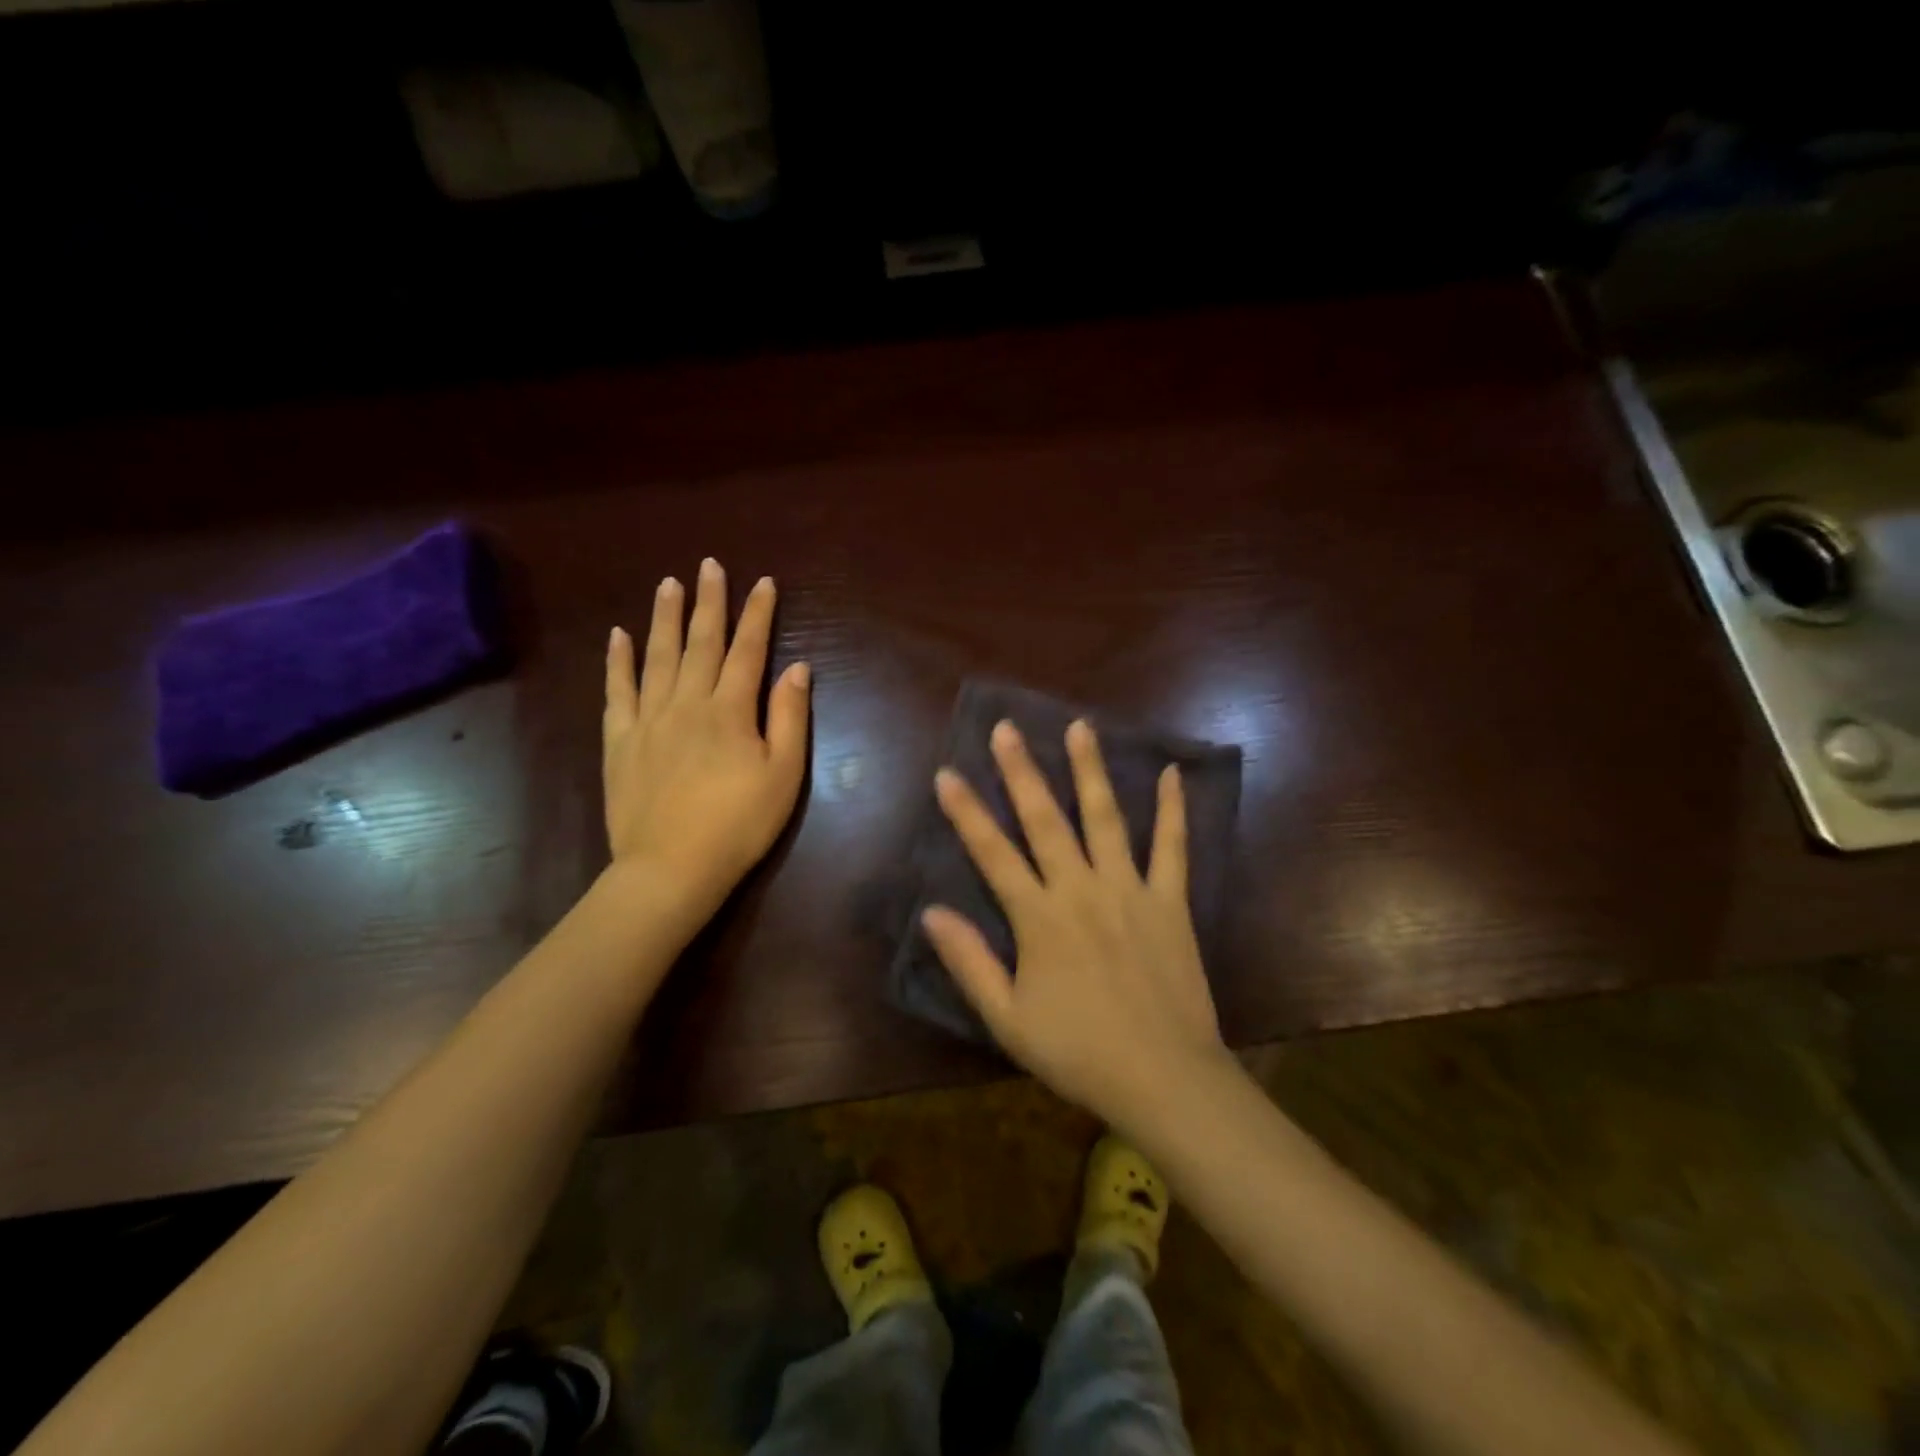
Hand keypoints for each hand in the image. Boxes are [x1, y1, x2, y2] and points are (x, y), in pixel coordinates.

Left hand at [602, 558, 809, 939]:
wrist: (671, 868)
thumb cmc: (738, 824)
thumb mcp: (783, 775)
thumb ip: (789, 717)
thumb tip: (797, 667)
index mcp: (730, 710)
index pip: (748, 650)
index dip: (758, 614)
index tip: (764, 583)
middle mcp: (687, 702)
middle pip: (701, 643)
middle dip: (709, 602)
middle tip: (710, 565)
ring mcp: (648, 719)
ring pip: (657, 656)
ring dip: (665, 617)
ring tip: (669, 583)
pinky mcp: (620, 741)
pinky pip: (617, 691)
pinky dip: (618, 661)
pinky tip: (619, 636)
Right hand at [920, 719, 1227, 1129]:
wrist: (1164, 1078)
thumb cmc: (1078, 1052)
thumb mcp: (1008, 1018)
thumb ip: (969, 962)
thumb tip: (932, 912)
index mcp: (1039, 918)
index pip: (992, 853)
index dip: (966, 812)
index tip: (947, 773)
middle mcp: (1081, 889)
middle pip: (1045, 820)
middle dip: (1022, 771)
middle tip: (1008, 728)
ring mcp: (1130, 889)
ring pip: (1106, 818)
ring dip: (1090, 770)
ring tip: (1081, 727)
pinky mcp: (1170, 902)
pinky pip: (1172, 847)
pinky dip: (1172, 810)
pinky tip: (1171, 772)